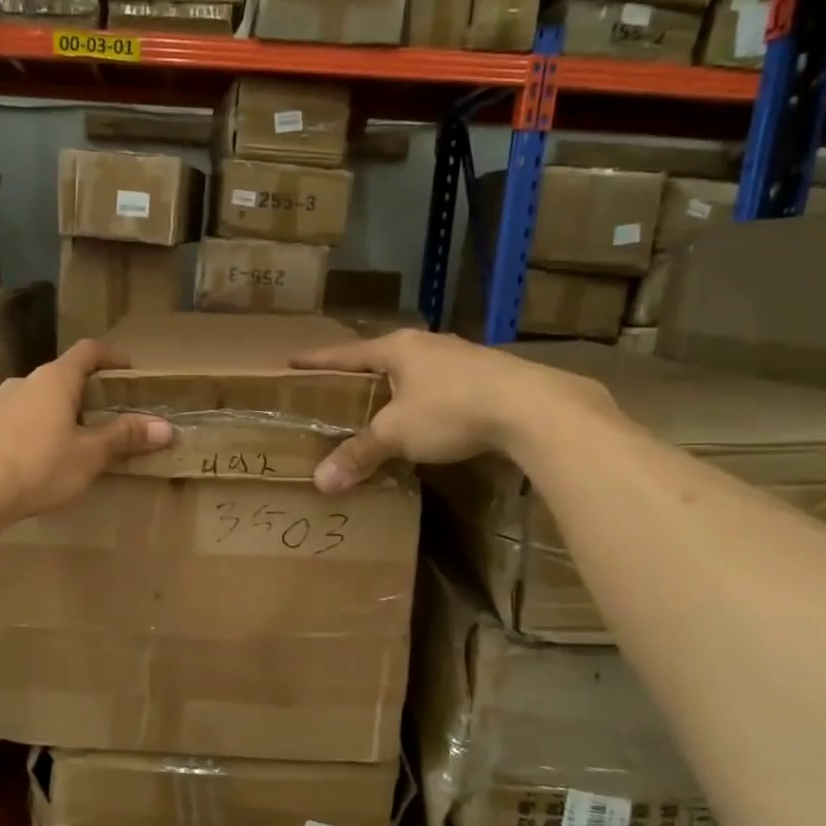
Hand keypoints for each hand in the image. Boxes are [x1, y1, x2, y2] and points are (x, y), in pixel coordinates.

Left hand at [0, 340, 171, 520]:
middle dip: (90, 391)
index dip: (112, 356)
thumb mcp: (90, 455)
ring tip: (80, 439)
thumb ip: (125, 437)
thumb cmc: (39, 466)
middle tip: (111, 413)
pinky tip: (45, 458)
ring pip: (41, 398)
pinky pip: (22, 418)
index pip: (89, 351)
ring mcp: (0, 403)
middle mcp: (26, 381)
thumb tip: (166, 428)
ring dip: (64, 411)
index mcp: (55, 378)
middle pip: (64, 375)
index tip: (130, 370)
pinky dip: (41, 428)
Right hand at [293, 330, 614, 492]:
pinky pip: (444, 385)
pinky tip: (431, 418)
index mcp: (398, 349)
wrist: (532, 408)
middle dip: (361, 373)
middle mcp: (428, 345)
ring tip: (384, 404)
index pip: (347, 353)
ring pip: (417, 370)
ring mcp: (462, 357)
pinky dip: (428, 400)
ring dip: (399, 386)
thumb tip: (321, 481)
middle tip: (339, 388)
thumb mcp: (397, 434)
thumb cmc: (451, 409)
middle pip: (383, 357)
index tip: (293, 360)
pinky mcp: (488, 376)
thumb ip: (359, 454)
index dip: (318, 360)